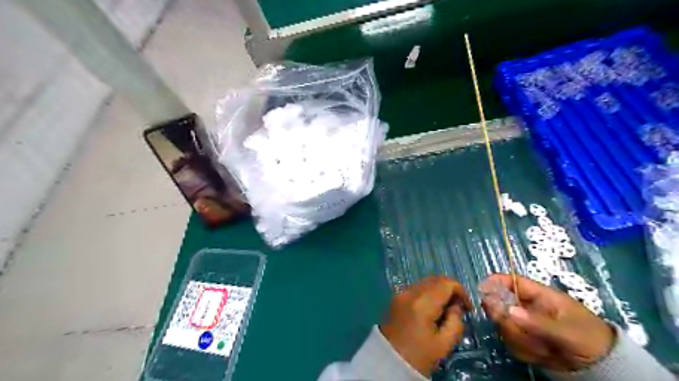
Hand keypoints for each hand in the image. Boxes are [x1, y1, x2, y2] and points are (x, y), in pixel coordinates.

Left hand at [381, 275, 472, 375]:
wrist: (388, 361)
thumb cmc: (418, 356)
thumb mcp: (444, 344)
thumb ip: (455, 322)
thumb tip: (456, 307)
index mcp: (422, 303)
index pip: (446, 283)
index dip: (461, 291)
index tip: (468, 308)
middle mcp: (410, 292)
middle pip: (435, 279)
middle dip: (450, 290)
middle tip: (458, 308)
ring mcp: (401, 293)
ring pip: (425, 282)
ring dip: (439, 291)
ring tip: (444, 311)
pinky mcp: (396, 297)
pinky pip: (416, 288)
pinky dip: (428, 293)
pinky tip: (431, 310)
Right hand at [479, 273, 619, 370]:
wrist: (603, 368)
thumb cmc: (590, 339)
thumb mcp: (568, 331)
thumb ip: (538, 322)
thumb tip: (509, 310)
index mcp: (539, 296)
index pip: (511, 281)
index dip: (495, 281)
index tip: (482, 289)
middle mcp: (527, 307)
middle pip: (501, 305)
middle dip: (510, 322)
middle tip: (520, 332)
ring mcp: (524, 324)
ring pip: (504, 327)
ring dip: (521, 340)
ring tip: (544, 349)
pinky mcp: (524, 340)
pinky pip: (511, 343)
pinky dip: (524, 352)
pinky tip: (542, 356)